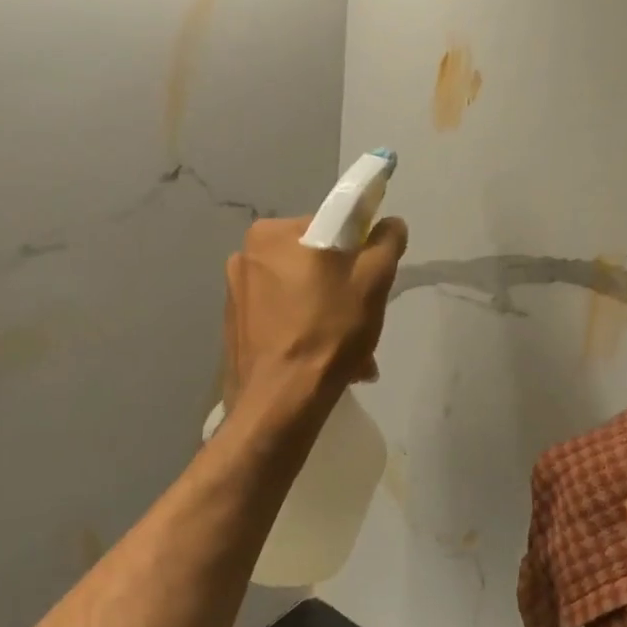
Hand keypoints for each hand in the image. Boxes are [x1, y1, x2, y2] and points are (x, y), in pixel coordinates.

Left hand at [221, 215, 407, 414]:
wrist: (279, 403)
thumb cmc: (327, 331)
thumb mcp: (372, 280)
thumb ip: (385, 242)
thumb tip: (390, 223)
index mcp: (272, 234)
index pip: (329, 227)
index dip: (358, 252)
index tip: (370, 282)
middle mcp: (246, 256)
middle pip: (314, 264)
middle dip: (343, 292)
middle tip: (364, 323)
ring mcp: (236, 295)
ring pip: (300, 295)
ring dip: (329, 318)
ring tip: (353, 357)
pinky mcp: (235, 328)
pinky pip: (282, 319)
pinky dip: (306, 333)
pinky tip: (326, 364)